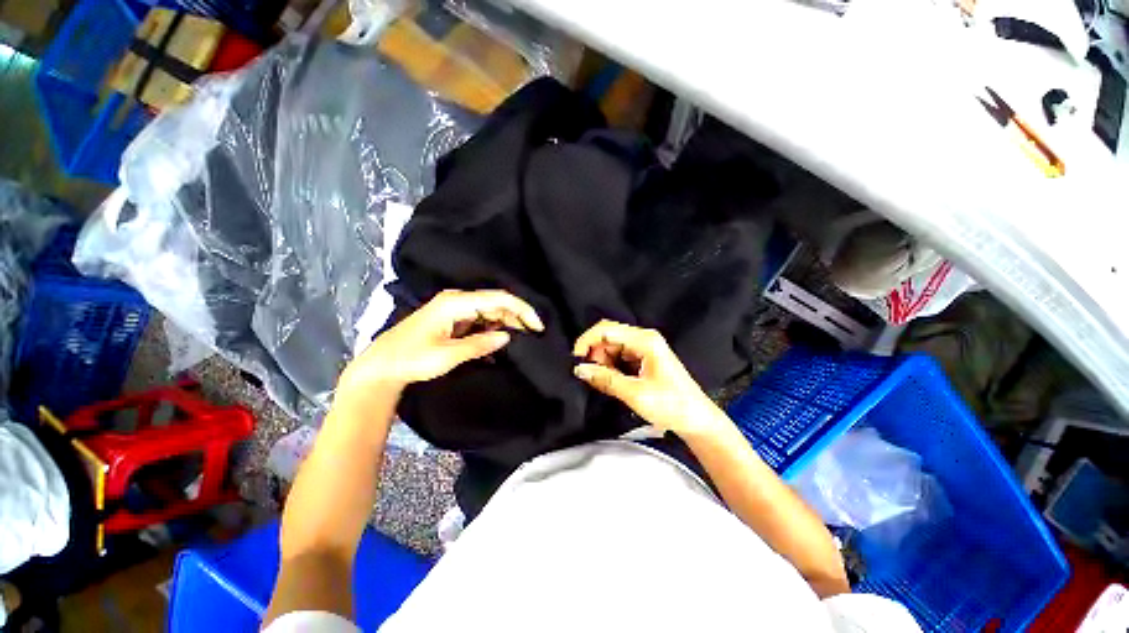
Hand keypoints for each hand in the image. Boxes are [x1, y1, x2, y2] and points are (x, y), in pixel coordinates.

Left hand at [338, 290, 542, 398]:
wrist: (382, 367)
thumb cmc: (411, 359)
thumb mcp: (447, 355)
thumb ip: (479, 345)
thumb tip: (507, 337)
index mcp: (456, 303)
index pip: (498, 299)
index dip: (521, 310)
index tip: (537, 326)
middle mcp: (457, 300)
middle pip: (496, 303)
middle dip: (517, 317)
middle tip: (533, 335)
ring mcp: (455, 309)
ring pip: (490, 311)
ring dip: (506, 323)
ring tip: (522, 339)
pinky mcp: (453, 319)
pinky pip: (481, 320)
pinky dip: (493, 329)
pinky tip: (500, 342)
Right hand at [572, 320, 725, 437]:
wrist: (696, 420)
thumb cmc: (671, 406)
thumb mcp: (635, 394)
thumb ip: (605, 379)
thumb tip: (579, 369)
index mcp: (645, 340)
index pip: (606, 329)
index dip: (587, 341)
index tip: (576, 359)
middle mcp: (644, 338)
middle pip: (608, 336)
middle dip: (595, 353)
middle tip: (591, 375)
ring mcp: (644, 348)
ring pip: (611, 347)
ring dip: (602, 362)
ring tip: (603, 382)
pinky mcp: (643, 358)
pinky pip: (619, 356)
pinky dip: (610, 367)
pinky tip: (611, 381)